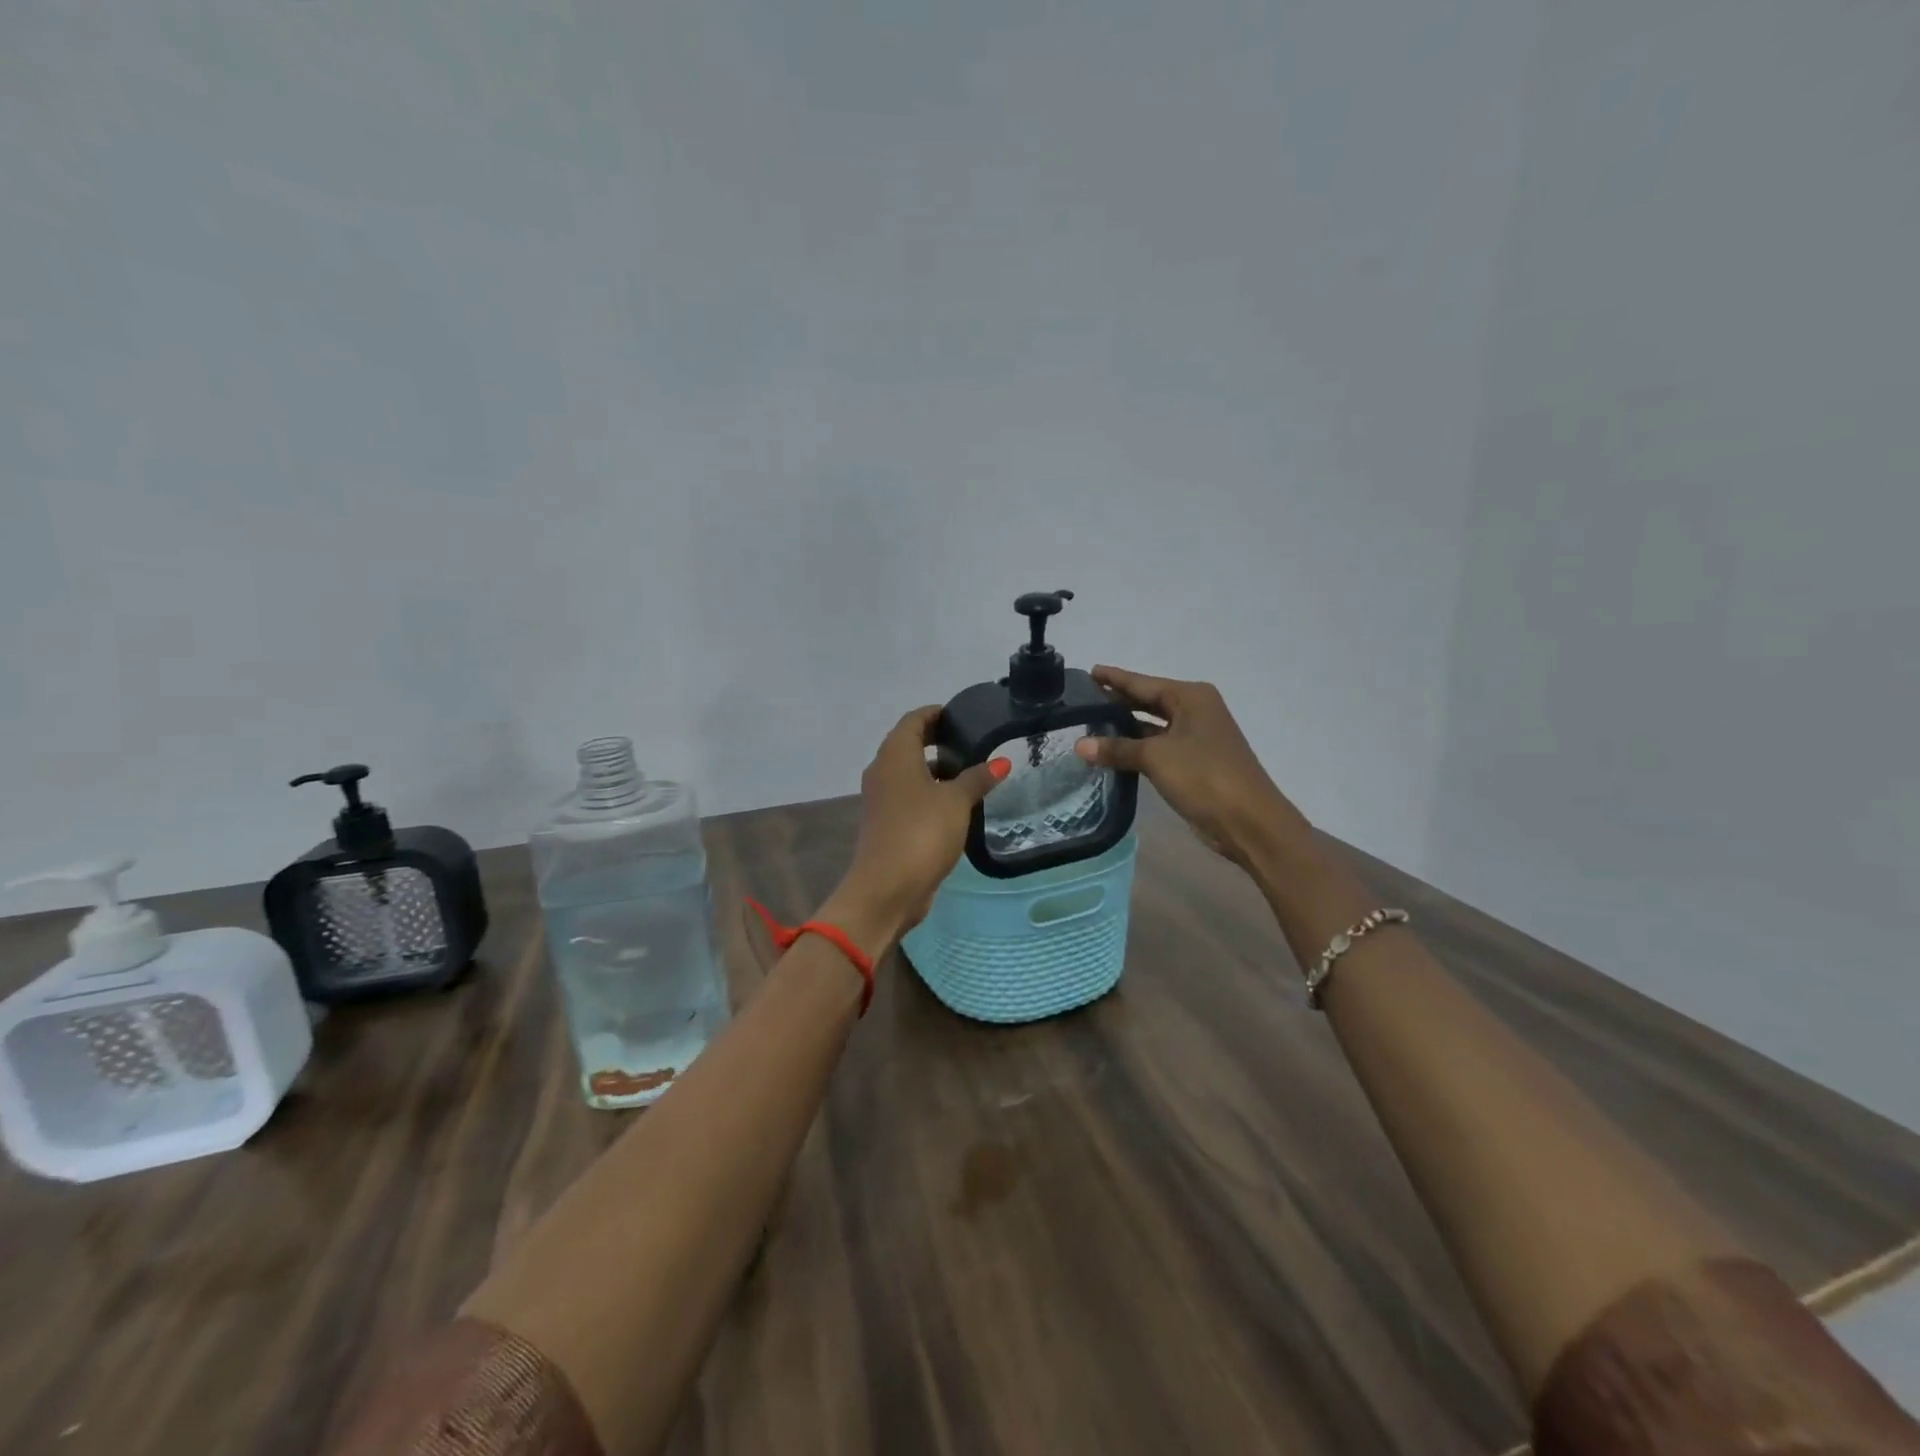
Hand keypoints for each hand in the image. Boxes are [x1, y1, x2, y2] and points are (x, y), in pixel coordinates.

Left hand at [821, 706, 1009, 955]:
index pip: (914, 720)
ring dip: (935, 770)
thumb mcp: (957, 801)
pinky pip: (909, 796)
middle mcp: (882, 771)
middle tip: (971, 742)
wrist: (887, 888)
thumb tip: (1001, 761)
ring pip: (909, 773)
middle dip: (938, 741)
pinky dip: (930, 793)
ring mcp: (882, 799)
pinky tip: (956, 804)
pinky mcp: (886, 823)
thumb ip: (978, 778)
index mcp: (894, 755)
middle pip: (909, 744)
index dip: (936, 713)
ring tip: (971, 773)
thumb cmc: (921, 832)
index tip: (962, 715)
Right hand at [1075, 665, 1312, 871]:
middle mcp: (1196, 711)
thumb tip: (1079, 745)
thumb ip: (1117, 749)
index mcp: (1191, 697)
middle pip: (1149, 701)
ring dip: (1126, 727)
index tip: (1090, 671)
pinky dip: (1137, 748)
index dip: (1115, 678)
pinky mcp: (1195, 763)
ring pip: (1153, 726)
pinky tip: (1113, 752)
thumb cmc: (1204, 775)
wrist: (1248, 820)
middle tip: (1084, 699)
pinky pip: (1158, 747)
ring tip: (1091, 724)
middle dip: (1119, 701)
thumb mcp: (1156, 757)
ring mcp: (1197, 738)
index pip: (1143, 683)